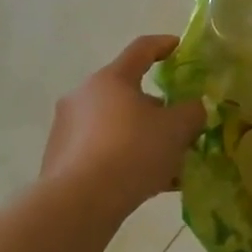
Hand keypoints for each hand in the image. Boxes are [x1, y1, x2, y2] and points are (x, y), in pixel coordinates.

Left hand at [43, 36, 205, 201]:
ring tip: (169, 162)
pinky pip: (101, 151)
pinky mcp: (59, 162)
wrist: (77, 206)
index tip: (179, 47)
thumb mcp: (177, 128)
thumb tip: (193, 109)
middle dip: (156, 106)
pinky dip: (124, 159)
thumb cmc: (132, 151)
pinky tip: (148, 183)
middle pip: (127, 92)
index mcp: (110, 79)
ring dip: (141, 136)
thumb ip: (192, 111)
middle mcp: (82, 97)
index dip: (164, 45)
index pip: (141, 49)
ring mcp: (66, 130)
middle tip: (179, 122)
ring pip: (115, 125)